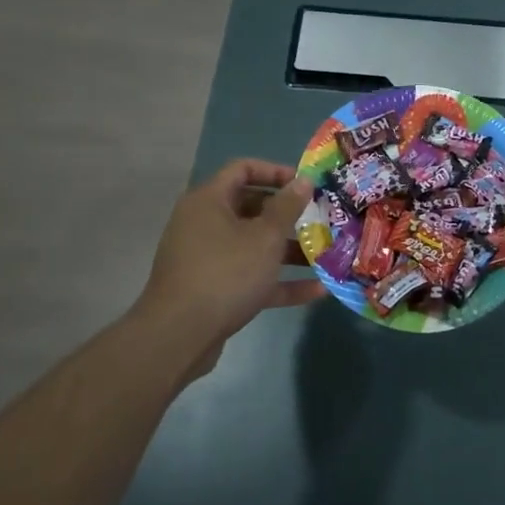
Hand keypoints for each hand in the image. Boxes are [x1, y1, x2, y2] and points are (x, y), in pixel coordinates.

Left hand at [134, 159, 324, 382]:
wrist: (179, 335)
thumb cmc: (225, 273)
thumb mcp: (264, 237)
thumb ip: (287, 207)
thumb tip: (303, 180)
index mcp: (209, 200)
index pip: (243, 169)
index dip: (276, 172)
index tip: (306, 184)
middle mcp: (204, 223)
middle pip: (251, 208)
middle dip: (288, 216)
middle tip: (321, 220)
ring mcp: (208, 258)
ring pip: (253, 245)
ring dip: (288, 251)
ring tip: (325, 256)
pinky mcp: (214, 289)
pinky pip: (251, 277)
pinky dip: (279, 281)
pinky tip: (317, 290)